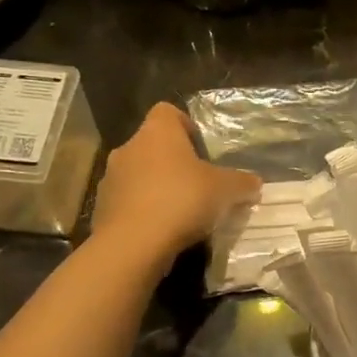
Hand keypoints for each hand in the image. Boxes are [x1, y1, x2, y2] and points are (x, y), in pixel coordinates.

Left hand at [92, 104, 261, 259]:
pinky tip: (161, 230)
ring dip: (156, 187)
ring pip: (138, 175)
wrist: (134, 243)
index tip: (200, 148)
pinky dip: (142, 211)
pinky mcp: (101, 208)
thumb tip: (254, 182)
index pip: (167, 112)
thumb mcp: (225, 191)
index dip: (184, 125)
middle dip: (172, 162)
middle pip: (153, 145)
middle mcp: (129, 148)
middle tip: (197, 184)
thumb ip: (242, 183)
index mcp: (157, 133)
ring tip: (179, 211)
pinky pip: (127, 202)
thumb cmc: (182, 200)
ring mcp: (111, 178)